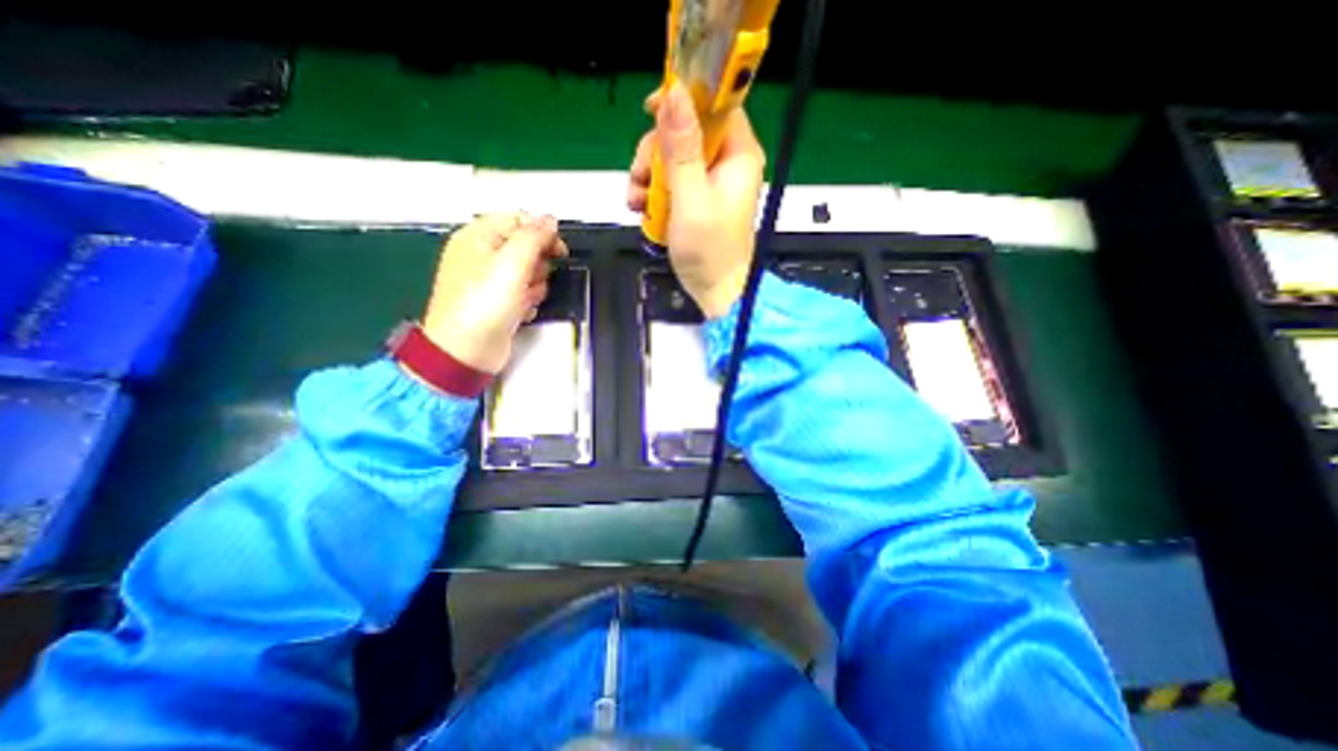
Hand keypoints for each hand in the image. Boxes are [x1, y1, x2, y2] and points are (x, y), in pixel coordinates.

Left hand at [415, 213, 564, 371]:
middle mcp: (483, 255)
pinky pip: (524, 292)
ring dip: (535, 284)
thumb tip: (550, 220)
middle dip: (538, 263)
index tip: (560, 250)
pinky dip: (528, 300)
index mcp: (478, 236)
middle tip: (534, 277)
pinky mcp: (499, 302)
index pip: (518, 220)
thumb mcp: (512, 263)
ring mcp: (490, 281)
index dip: (542, 231)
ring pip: (528, 271)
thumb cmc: (486, 303)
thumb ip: (533, 237)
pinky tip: (522, 310)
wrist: (467, 350)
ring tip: (525, 297)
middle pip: (525, 246)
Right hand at [628, 84, 763, 318]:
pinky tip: (642, 210)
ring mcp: (711, 183)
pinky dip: (654, 193)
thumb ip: (681, 150)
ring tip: (637, 203)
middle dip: (655, 152)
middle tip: (639, 178)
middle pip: (686, 132)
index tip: (651, 109)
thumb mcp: (692, 200)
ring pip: (673, 158)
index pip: (716, 104)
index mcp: (738, 155)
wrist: (715, 294)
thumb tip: (674, 93)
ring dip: (649, 176)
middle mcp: (727, 163)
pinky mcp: (698, 201)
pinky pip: (672, 183)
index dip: (685, 99)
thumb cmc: (709, 252)